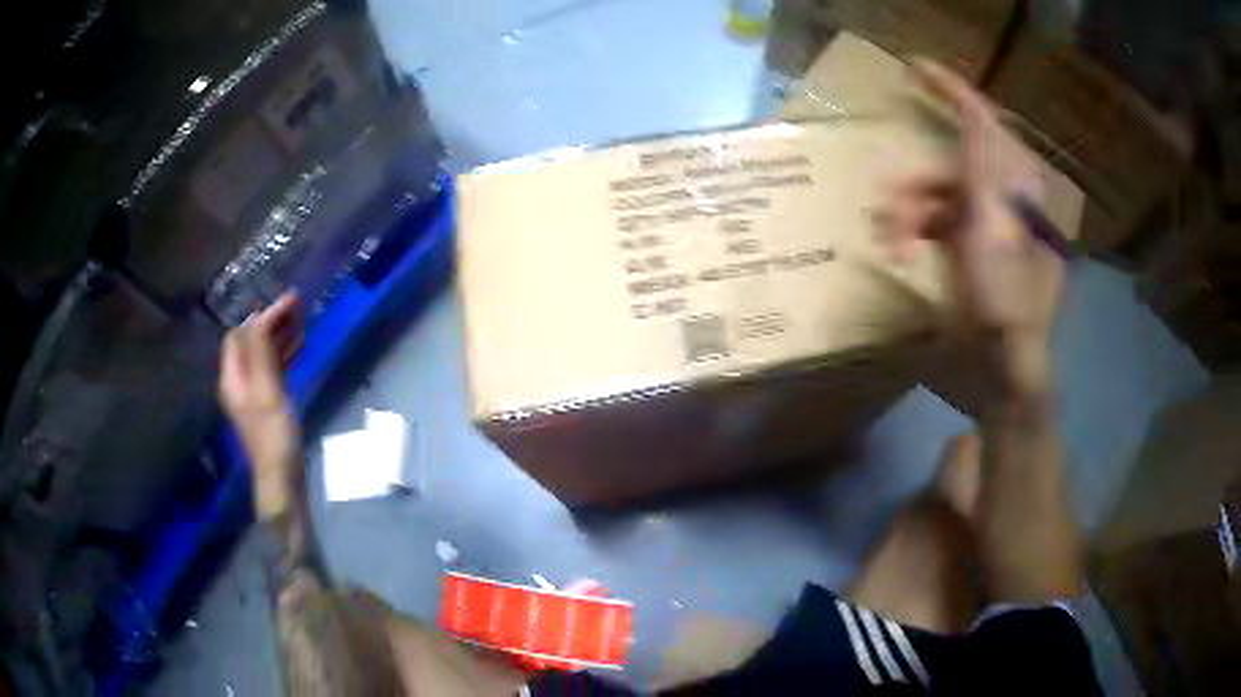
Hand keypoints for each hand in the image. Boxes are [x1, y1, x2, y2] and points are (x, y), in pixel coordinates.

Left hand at [219, 292, 304, 519]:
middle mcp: (239, 381)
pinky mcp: (267, 402)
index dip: (261, 317)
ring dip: (280, 335)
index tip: (288, 304)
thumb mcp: (267, 392)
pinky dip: (284, 354)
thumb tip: (258, 318)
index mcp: (233, 377)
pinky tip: (300, 345)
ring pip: (264, 354)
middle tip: (298, 305)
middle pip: (251, 342)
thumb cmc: (274, 436)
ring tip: (302, 319)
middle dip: (271, 322)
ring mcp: (253, 392)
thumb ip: (260, 354)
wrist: (282, 478)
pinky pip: (273, 368)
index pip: (240, 335)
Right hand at [891, 61, 1065, 397]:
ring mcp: (990, 223)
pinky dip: (917, 230)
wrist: (1002, 367)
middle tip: (887, 203)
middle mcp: (1007, 198)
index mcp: (1020, 190)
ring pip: (940, 195)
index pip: (987, 125)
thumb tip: (977, 116)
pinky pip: (939, 220)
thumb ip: (986, 172)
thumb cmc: (1004, 306)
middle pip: (953, 165)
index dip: (954, 93)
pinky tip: (901, 249)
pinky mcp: (973, 245)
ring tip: (891, 243)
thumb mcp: (995, 235)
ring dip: (910, 213)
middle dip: (917, 185)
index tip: (916, 68)